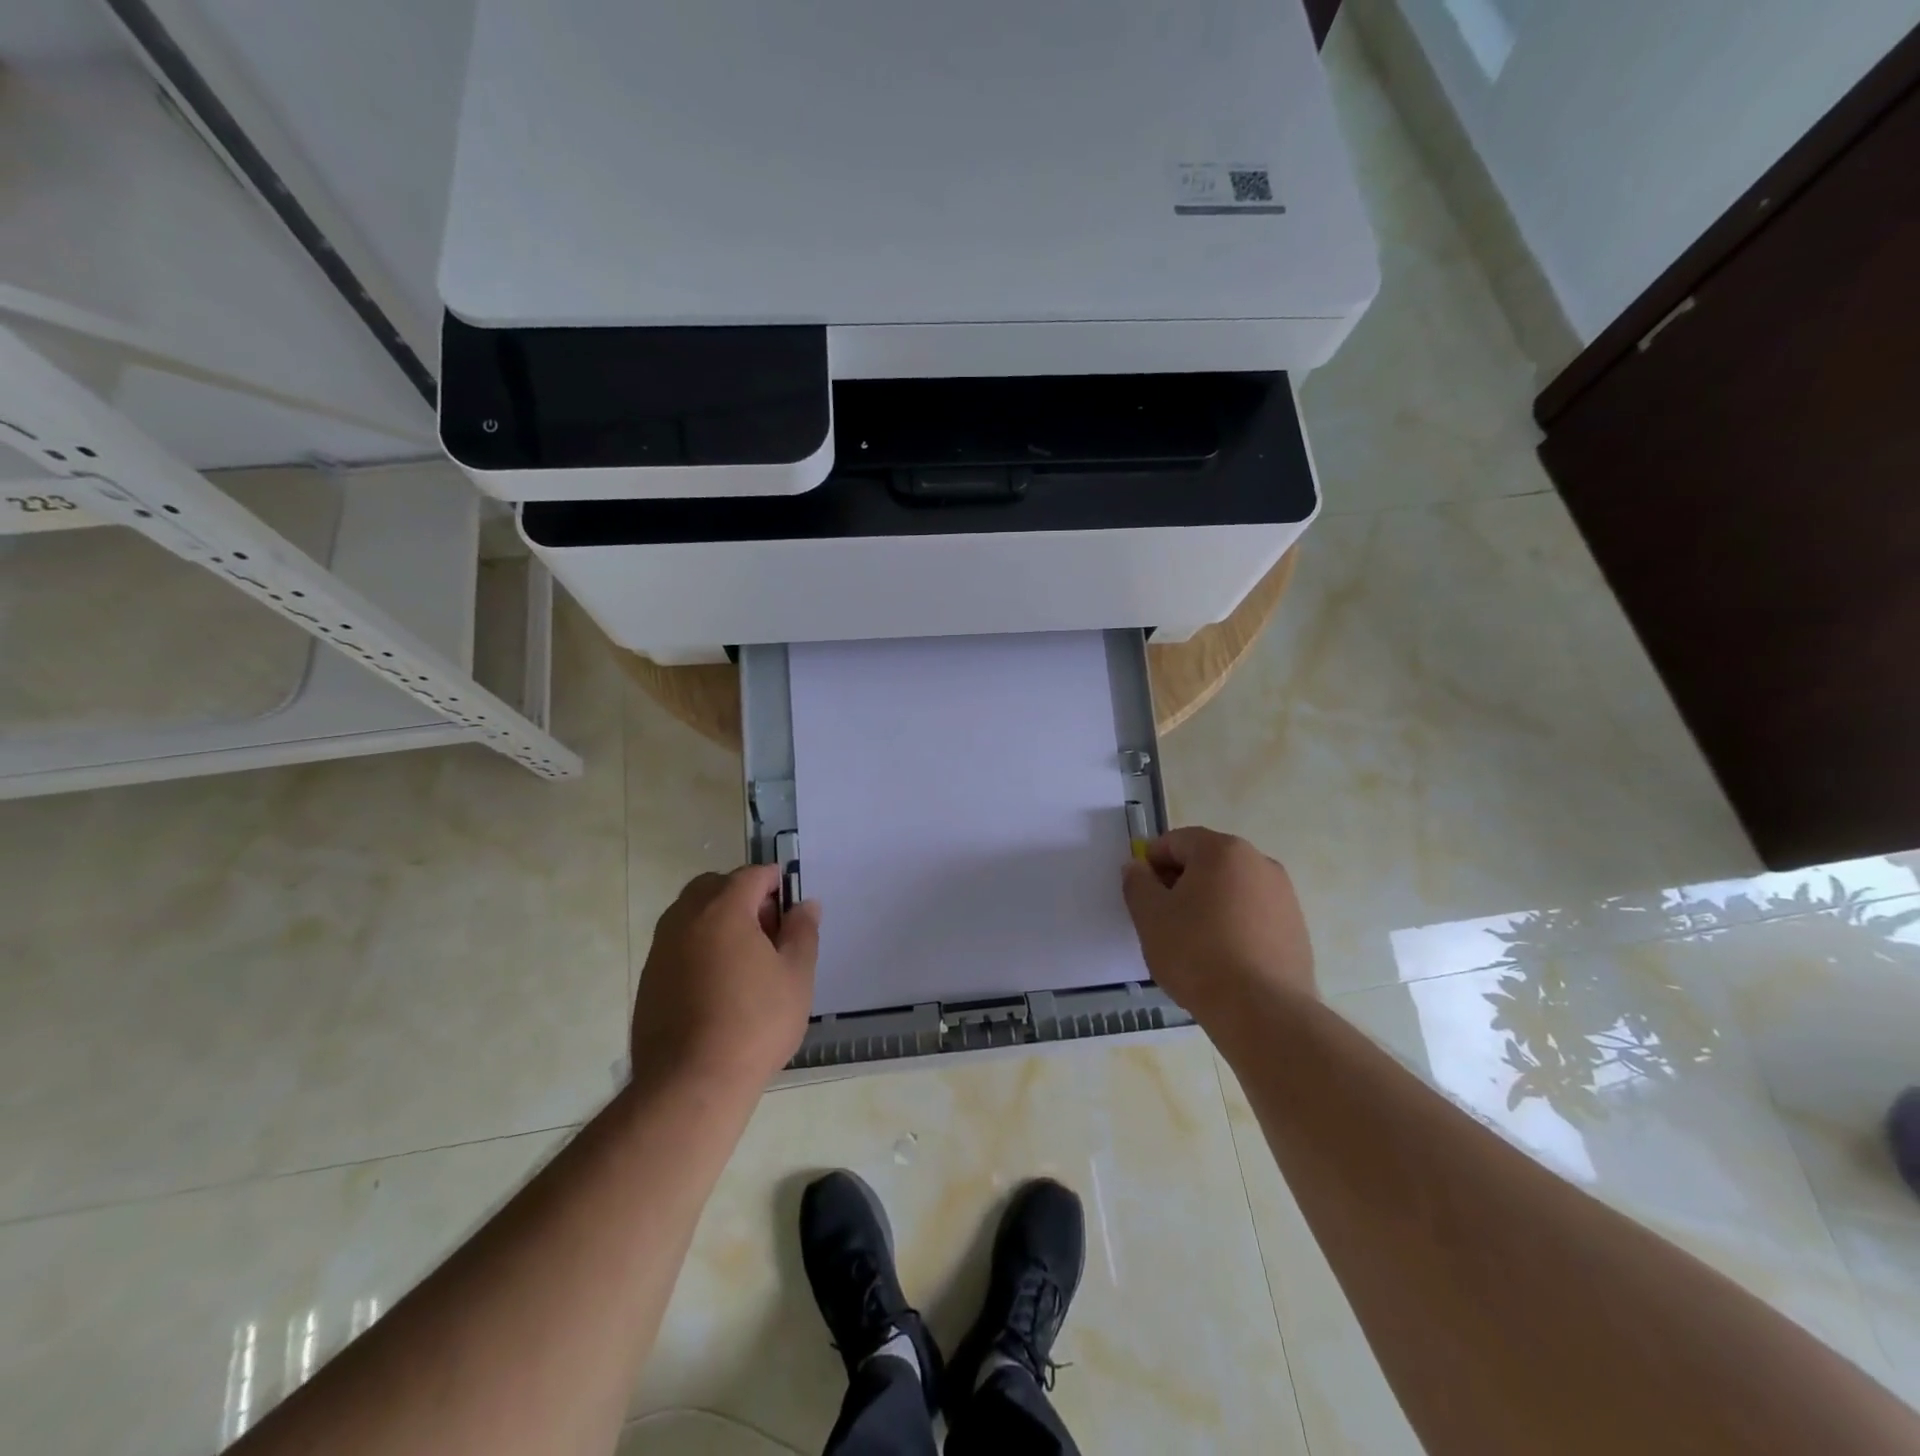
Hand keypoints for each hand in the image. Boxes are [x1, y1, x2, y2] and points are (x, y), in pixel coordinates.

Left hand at [631, 865, 819, 1091]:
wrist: (691, 1084)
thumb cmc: (755, 1023)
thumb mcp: (796, 975)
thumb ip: (803, 931)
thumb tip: (805, 904)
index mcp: (723, 909)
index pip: (752, 875)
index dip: (776, 884)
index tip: (790, 910)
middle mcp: (685, 919)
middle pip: (714, 886)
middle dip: (742, 896)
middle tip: (767, 932)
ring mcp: (661, 949)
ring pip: (690, 913)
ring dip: (717, 920)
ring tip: (744, 960)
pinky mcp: (649, 979)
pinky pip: (677, 943)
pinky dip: (698, 946)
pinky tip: (717, 985)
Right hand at [1121, 827, 1314, 1030]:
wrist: (1262, 1011)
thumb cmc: (1197, 953)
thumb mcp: (1150, 916)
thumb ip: (1137, 883)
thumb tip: (1138, 867)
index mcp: (1222, 850)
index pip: (1176, 841)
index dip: (1152, 863)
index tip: (1142, 894)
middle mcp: (1259, 862)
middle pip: (1207, 862)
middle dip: (1181, 883)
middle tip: (1164, 920)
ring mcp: (1283, 895)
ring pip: (1231, 889)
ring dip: (1208, 905)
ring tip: (1193, 944)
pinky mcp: (1296, 928)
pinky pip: (1253, 915)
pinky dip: (1234, 926)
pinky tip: (1222, 959)